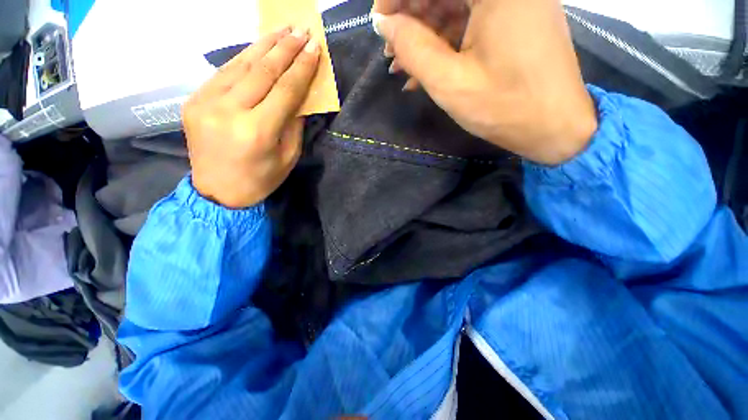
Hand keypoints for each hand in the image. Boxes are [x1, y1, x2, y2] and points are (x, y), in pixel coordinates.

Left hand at [183, 27, 319, 207]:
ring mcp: (206, 102)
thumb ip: (294, 124)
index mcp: (257, 131)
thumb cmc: (261, 180)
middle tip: (301, 30)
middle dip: (285, 48)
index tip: (314, 48)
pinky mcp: (194, 100)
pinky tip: (258, 49)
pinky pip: (224, 73)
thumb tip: (300, 96)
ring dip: (264, 46)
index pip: (285, 90)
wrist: (218, 192)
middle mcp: (229, 111)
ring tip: (282, 30)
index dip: (302, 67)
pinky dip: (244, 59)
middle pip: (262, 71)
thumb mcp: (288, 157)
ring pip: (240, 65)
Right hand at [373, 0, 597, 164]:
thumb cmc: (504, 108)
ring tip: (402, 65)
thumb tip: (384, 23)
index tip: (380, 22)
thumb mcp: (450, 82)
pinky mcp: (515, 19)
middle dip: (412, 16)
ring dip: (425, 34)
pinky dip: (445, 42)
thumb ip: (413, 48)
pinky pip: (470, 21)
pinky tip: (426, 68)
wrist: (555, 128)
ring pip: (454, 5)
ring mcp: (514, 0)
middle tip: (392, 51)